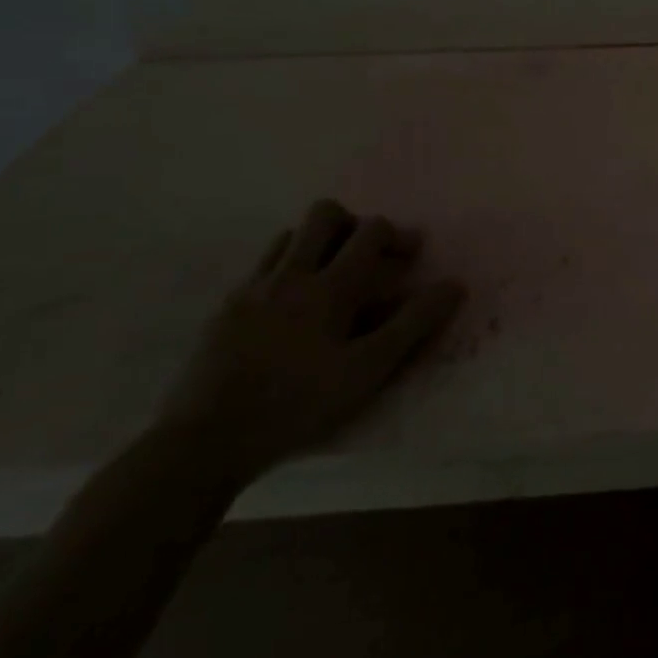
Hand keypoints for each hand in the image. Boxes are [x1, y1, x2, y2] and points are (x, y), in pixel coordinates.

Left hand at [156, 199, 465, 483]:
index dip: (398, 235)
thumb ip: (414, 323)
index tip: (412, 256)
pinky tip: (293, 306)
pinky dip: (286, 268)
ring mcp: (252, 289)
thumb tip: (455, 284)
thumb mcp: (369, 368)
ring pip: (289, 236)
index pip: (371, 231)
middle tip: (369, 256)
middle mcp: (290, 275)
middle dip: (354, 224)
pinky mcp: (224, 310)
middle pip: (324, 215)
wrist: (203, 442)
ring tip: (333, 277)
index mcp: (330, 286)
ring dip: (318, 243)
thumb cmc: (299, 404)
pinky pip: (261, 267)